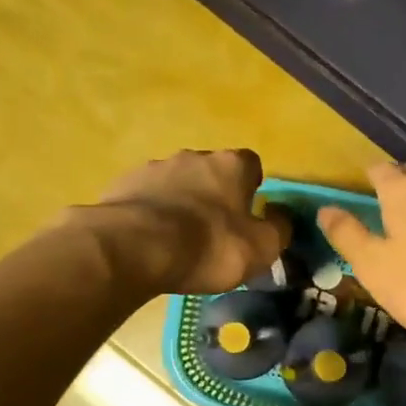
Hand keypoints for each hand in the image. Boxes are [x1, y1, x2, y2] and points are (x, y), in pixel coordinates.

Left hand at [75, 149, 290, 295]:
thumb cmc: (209, 246)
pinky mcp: (123, 185)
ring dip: (180, 203)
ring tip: (177, 240)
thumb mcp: (261, 248)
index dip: (252, 188)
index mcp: (231, 165)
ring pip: (176, 183)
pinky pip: (146, 198)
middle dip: (213, 195)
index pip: (251, 165)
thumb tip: (281, 216)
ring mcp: (154, 168)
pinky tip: (149, 241)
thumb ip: (279, 229)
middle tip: (213, 231)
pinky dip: (151, 214)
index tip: (248, 213)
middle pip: (211, 172)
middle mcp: (193, 156)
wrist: (135, 248)